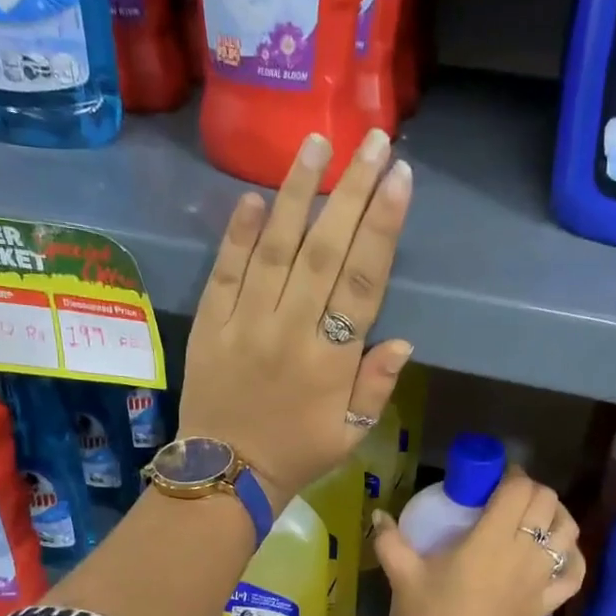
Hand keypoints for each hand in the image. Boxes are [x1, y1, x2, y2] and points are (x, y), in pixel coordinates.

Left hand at [179, 130, 415, 509]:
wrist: (224, 474)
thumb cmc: (297, 454)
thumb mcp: (351, 435)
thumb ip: (376, 386)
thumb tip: (403, 338)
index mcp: (331, 361)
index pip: (364, 281)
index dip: (383, 227)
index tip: (400, 178)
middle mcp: (290, 331)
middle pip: (325, 250)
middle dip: (351, 191)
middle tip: (372, 141)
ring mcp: (246, 322)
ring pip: (275, 248)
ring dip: (298, 193)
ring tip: (317, 144)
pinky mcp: (211, 322)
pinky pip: (225, 270)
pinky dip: (239, 233)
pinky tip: (256, 196)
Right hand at [370, 467, 587, 615]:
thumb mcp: (404, 578)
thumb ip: (390, 541)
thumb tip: (378, 514)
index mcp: (491, 539)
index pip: (519, 490)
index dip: (512, 475)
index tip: (494, 478)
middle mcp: (524, 552)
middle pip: (547, 502)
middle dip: (531, 490)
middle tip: (507, 496)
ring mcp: (541, 578)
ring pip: (568, 531)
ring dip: (555, 515)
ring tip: (533, 517)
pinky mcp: (548, 602)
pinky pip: (574, 572)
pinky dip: (571, 556)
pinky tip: (558, 551)